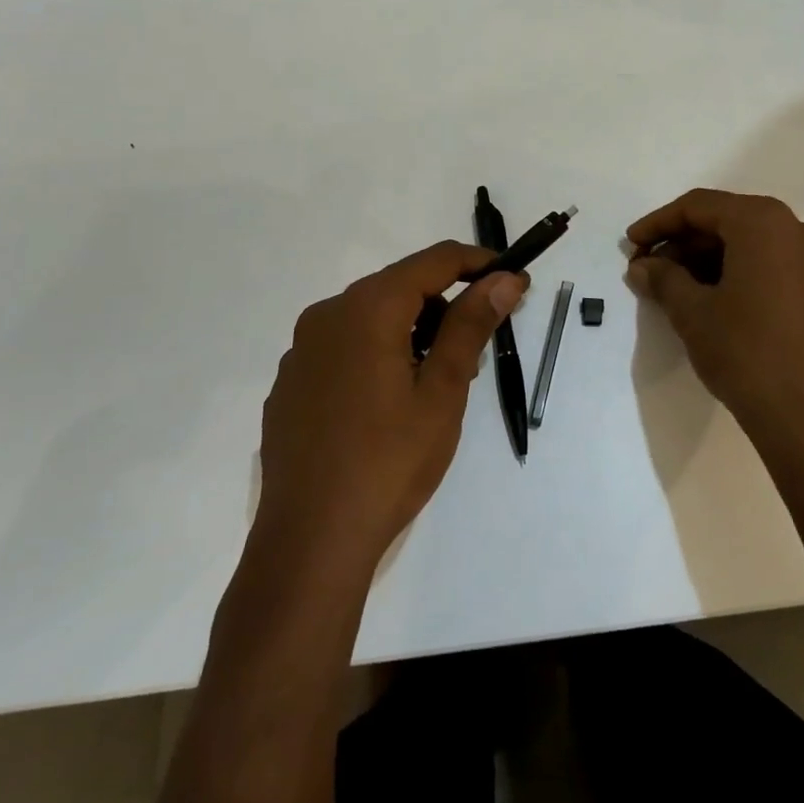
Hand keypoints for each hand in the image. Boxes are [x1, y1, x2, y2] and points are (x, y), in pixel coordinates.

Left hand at [254, 241, 526, 569]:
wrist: (309, 541)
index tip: (513, 282)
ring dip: (411, 333)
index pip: (434, 261)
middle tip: (474, 356)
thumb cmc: (389, 463)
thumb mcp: (443, 392)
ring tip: (433, 388)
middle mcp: (327, 314)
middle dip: (445, 308)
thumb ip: (471, 326)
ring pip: (371, 318)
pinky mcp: (290, 382)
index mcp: (367, 308)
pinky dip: (376, 355)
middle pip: (400, 287)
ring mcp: (302, 349)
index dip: (479, 264)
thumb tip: (504, 280)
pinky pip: (343, 348)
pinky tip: (386, 408)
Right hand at [626, 189, 803, 452]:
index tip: (630, 244)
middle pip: (727, 221)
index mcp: (764, 223)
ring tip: (673, 286)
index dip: (658, 223)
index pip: (699, 207)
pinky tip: (710, 297)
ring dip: (708, 258)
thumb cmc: (744, 352)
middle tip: (648, 269)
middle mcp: (797, 229)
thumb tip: (641, 266)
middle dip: (683, 242)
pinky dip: (738, 271)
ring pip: (750, 243)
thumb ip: (662, 278)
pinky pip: (772, 264)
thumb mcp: (691, 311)